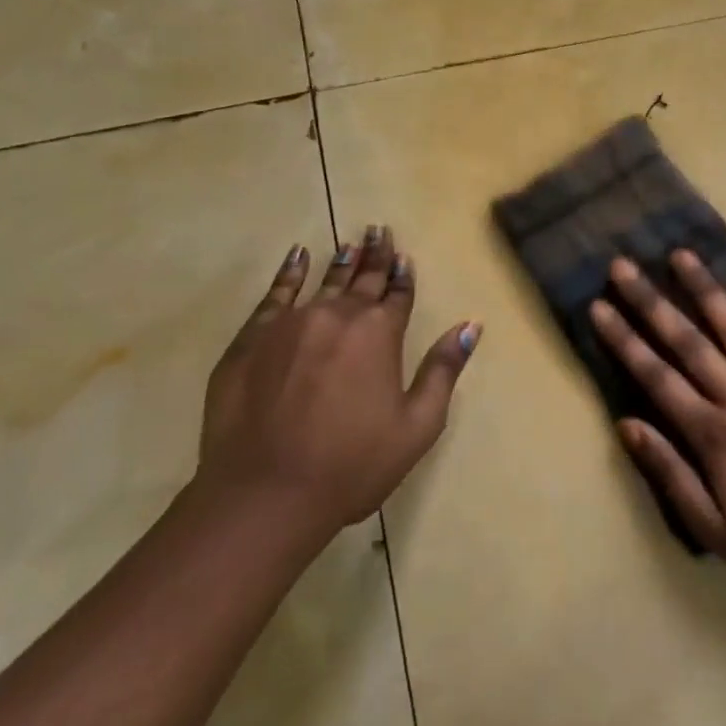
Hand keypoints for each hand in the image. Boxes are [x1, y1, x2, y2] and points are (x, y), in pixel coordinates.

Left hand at [196, 226, 480, 534]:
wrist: (265, 495)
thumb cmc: (352, 465)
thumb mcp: (417, 426)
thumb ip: (444, 369)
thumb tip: (472, 325)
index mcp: (381, 334)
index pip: (398, 294)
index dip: (403, 276)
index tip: (405, 256)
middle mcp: (340, 315)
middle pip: (364, 279)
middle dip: (376, 255)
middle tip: (380, 230)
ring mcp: (293, 322)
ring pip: (324, 280)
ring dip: (341, 260)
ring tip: (352, 241)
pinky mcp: (253, 337)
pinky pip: (276, 293)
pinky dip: (290, 272)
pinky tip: (298, 256)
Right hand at [591, 250, 725, 589]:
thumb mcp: (710, 527)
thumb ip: (669, 472)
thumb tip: (627, 425)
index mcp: (712, 432)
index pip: (657, 376)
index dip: (625, 340)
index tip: (599, 307)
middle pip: (688, 341)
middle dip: (651, 302)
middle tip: (623, 267)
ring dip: (706, 289)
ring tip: (682, 255)